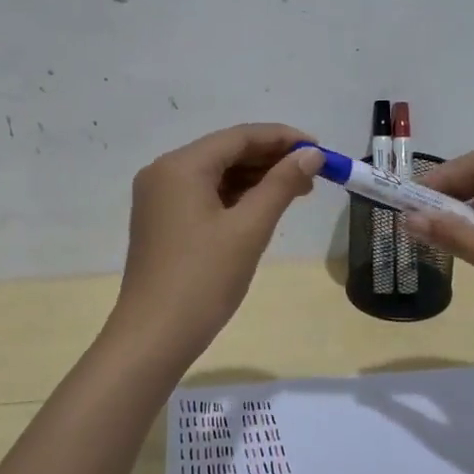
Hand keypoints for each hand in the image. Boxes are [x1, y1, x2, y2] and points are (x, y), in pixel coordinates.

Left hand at [109, 124, 322, 359]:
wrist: (154, 336)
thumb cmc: (203, 280)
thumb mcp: (249, 229)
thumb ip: (281, 185)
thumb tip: (311, 155)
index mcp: (180, 166)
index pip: (239, 136)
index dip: (282, 138)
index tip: (319, 149)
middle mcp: (164, 172)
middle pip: (225, 152)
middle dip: (270, 159)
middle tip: (313, 174)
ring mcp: (159, 197)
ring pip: (216, 174)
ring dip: (255, 178)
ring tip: (297, 191)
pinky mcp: (161, 220)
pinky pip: (203, 194)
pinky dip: (235, 196)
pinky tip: (263, 206)